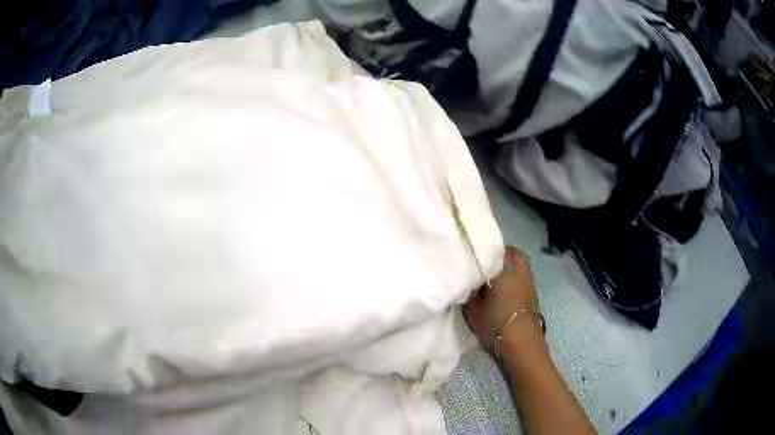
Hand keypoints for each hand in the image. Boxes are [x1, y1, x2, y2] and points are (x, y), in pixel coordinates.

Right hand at [462, 246, 539, 350]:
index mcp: (503, 269)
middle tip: (483, 262)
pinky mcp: (533, 291)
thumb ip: (468, 293)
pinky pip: (522, 274)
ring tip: (493, 275)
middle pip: (510, 252)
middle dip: (498, 254)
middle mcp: (519, 269)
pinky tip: (503, 286)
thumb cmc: (496, 324)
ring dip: (508, 264)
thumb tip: (467, 282)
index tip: (471, 253)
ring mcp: (529, 280)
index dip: (481, 249)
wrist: (522, 343)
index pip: (492, 249)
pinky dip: (514, 275)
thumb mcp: (472, 310)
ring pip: (518, 263)